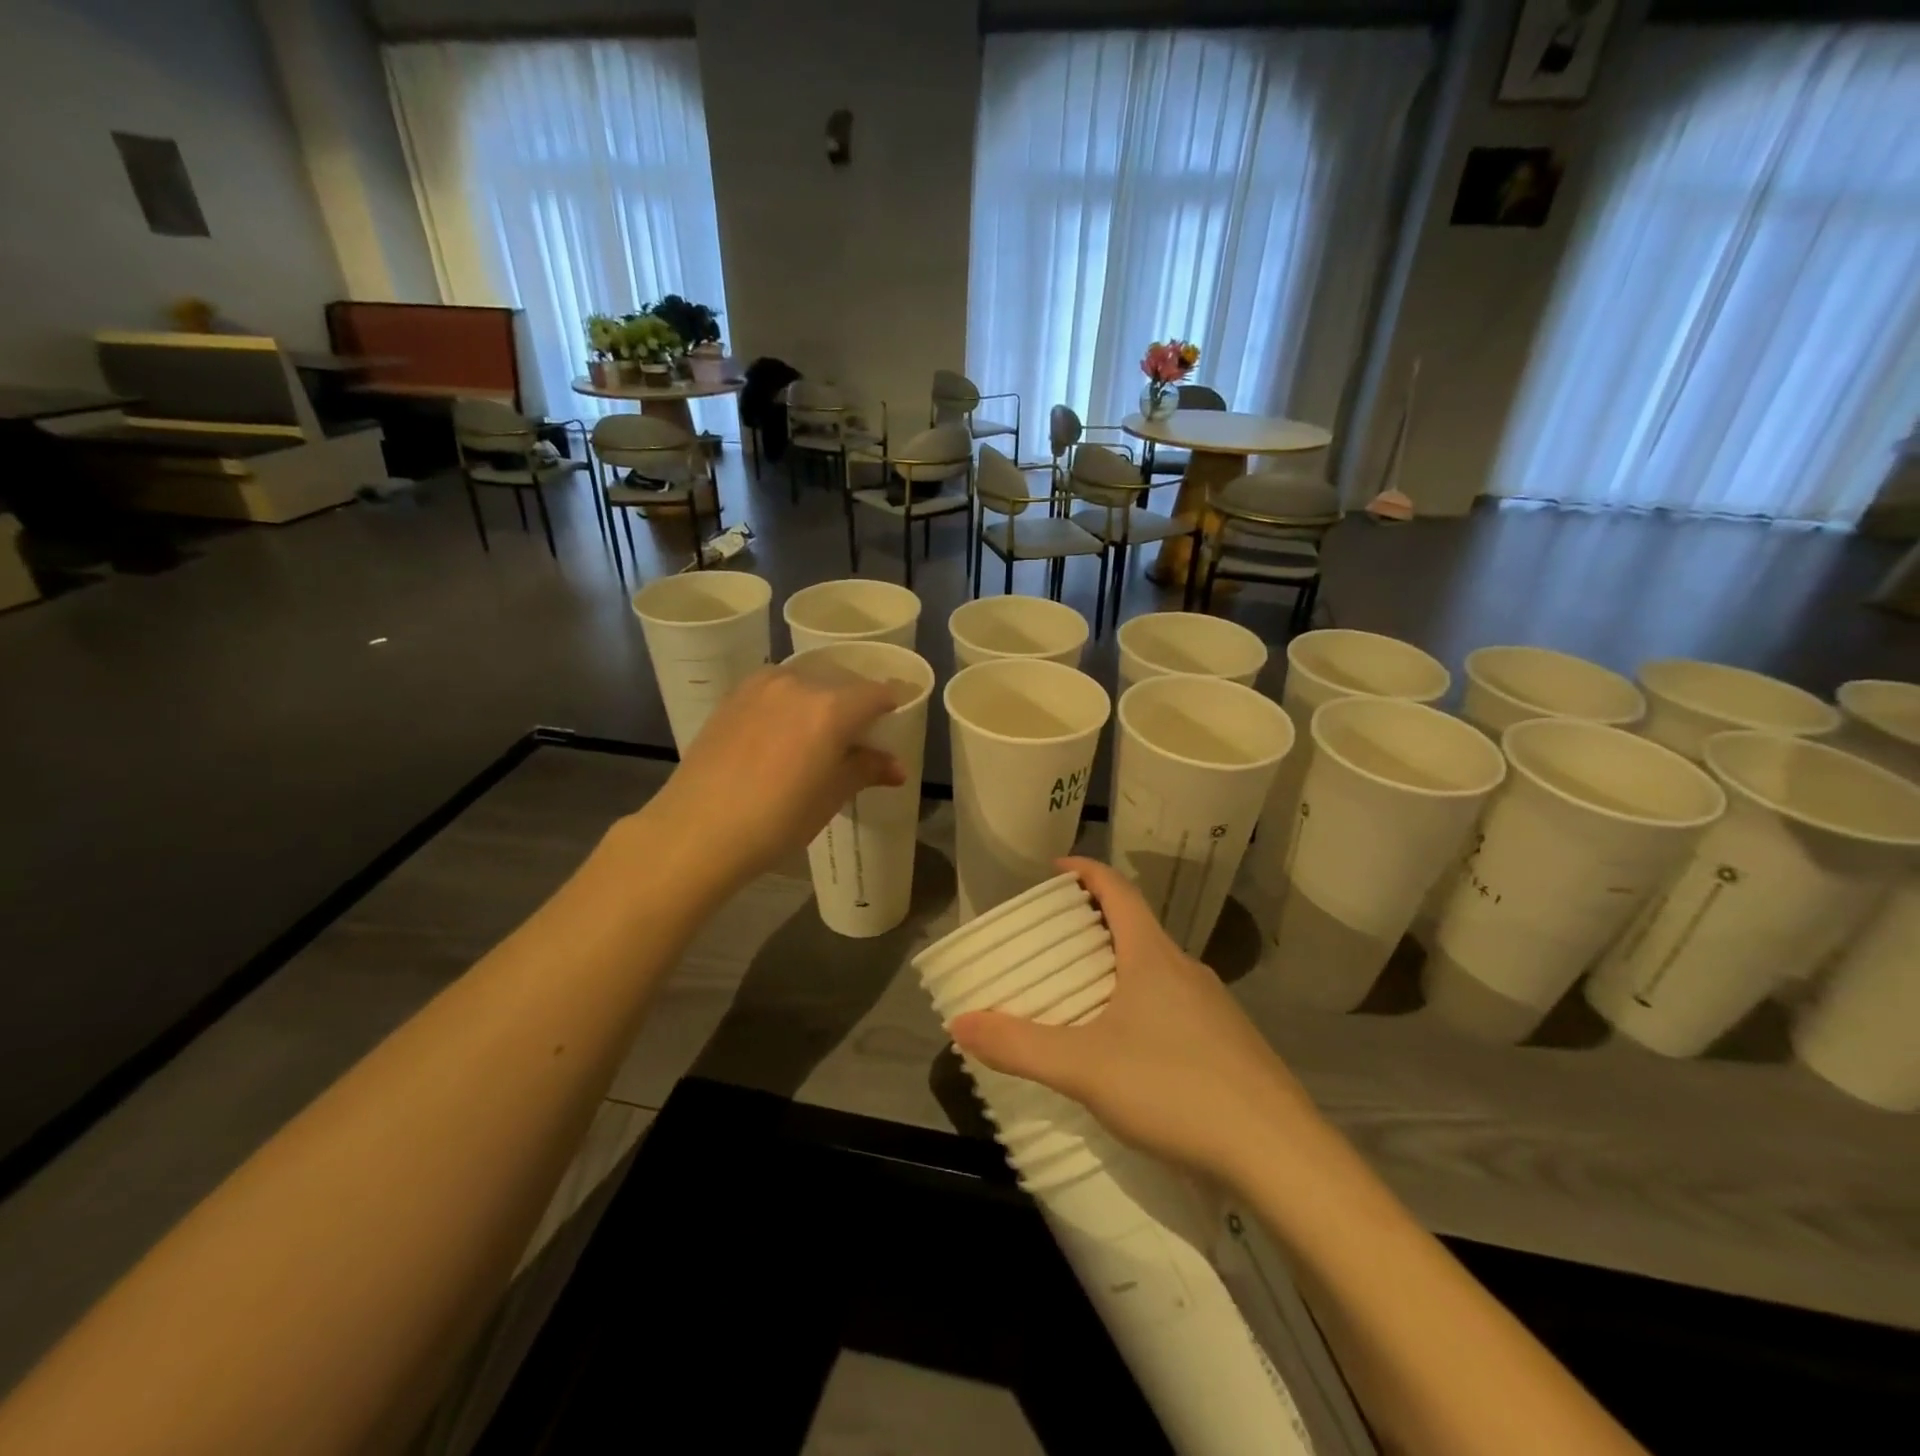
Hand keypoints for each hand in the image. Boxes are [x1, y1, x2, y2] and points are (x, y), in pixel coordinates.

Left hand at [632, 663, 905, 894]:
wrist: (698, 829)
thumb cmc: (777, 819)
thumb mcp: (831, 796)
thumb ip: (866, 769)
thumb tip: (896, 767)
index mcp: (832, 707)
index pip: (876, 692)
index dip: (893, 703)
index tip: (898, 718)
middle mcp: (799, 683)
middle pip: (842, 679)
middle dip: (858, 699)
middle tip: (861, 730)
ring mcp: (761, 685)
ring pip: (807, 678)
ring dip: (823, 695)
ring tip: (821, 728)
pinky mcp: (734, 695)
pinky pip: (776, 685)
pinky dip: (792, 698)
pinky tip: (785, 728)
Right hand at [949, 858, 1317, 1187]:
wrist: (1280, 1154)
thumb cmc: (1175, 1090)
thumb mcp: (1084, 1068)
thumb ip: (1019, 1045)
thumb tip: (959, 1023)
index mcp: (1152, 956)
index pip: (1118, 890)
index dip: (1086, 871)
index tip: (1056, 869)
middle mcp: (1186, 970)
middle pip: (1137, 928)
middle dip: (1095, 926)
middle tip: (1055, 943)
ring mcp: (1215, 1008)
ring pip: (1159, 971)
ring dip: (1121, 969)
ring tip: (1085, 997)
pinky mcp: (1231, 1046)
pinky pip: (1177, 1007)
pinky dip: (1145, 1007)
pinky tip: (1133, 1052)